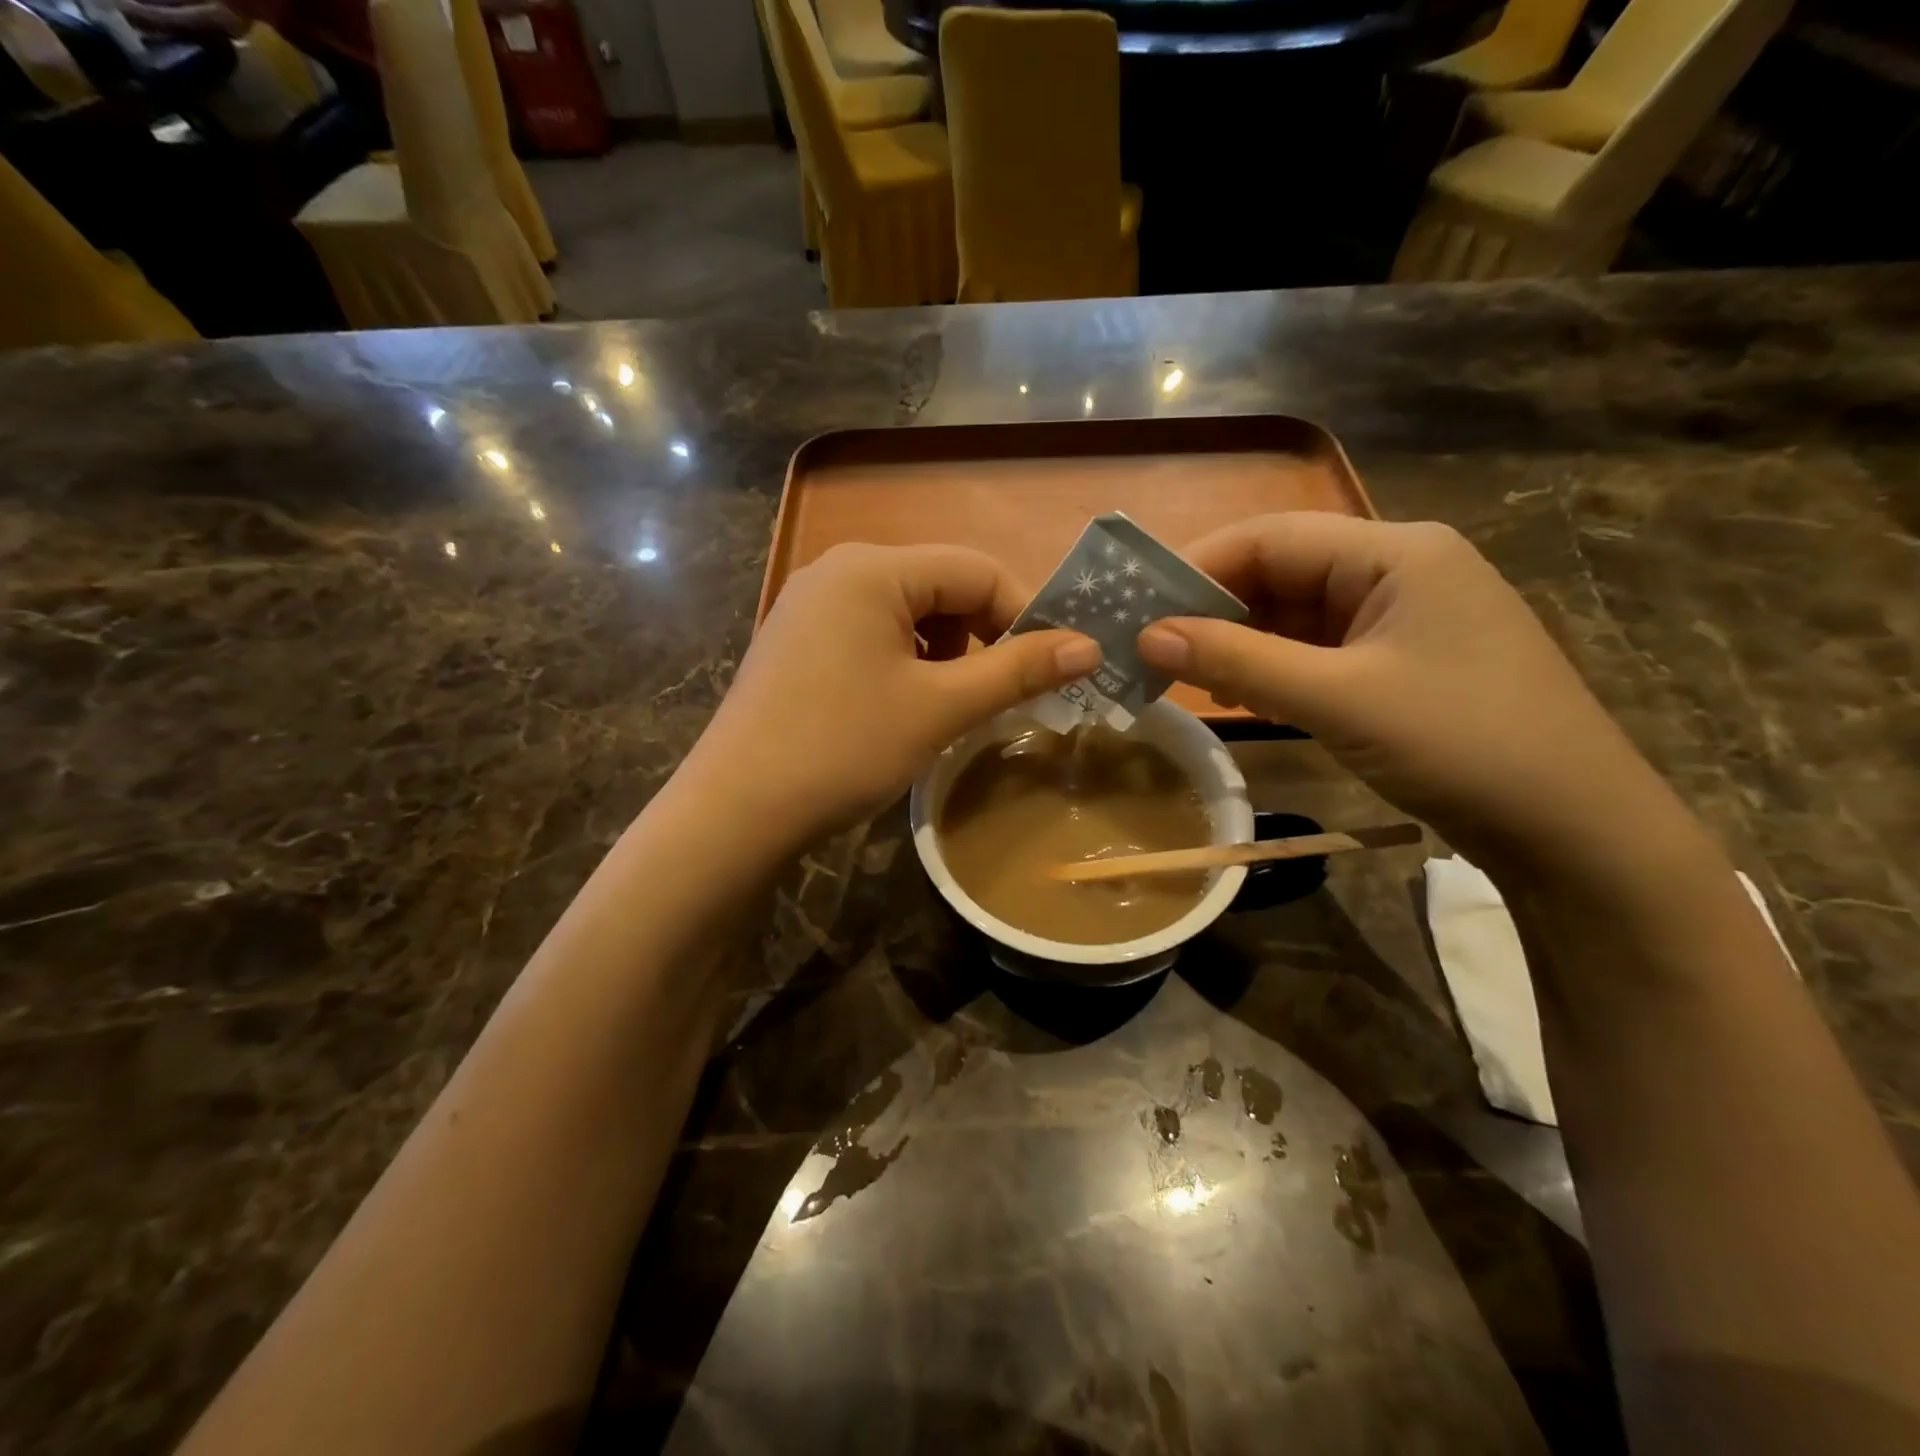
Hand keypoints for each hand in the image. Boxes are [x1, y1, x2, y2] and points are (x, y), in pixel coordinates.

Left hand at [689, 543, 1099, 847]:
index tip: (1052, 668)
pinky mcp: (796, 640)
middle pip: (940, 586)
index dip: (1024, 615)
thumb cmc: (843, 748)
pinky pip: (871, 634)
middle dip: (981, 637)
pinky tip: (901, 706)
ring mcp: (810, 604)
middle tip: (999, 694)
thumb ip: (1017, 671)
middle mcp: (838, 569)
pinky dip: (904, 662)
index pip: (977, 569)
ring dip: (945, 654)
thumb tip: (1090, 646)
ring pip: (907, 613)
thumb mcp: (939, 707)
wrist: (736, 811)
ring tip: (948, 706)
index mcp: (872, 567)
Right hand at [1136, 513, 1693, 875]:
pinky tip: (1238, 694)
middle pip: (1281, 572)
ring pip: (1294, 615)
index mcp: (1395, 552)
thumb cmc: (1462, 744)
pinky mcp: (1400, 665)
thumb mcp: (1338, 699)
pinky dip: (1272, 668)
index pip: (1271, 536)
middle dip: (1213, 607)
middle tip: (1147, 645)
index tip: (1135, 604)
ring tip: (1179, 672)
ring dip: (1238, 641)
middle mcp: (1398, 571)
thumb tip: (1146, 636)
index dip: (1196, 564)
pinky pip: (1317, 651)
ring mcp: (1402, 620)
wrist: (1576, 832)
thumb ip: (1238, 662)